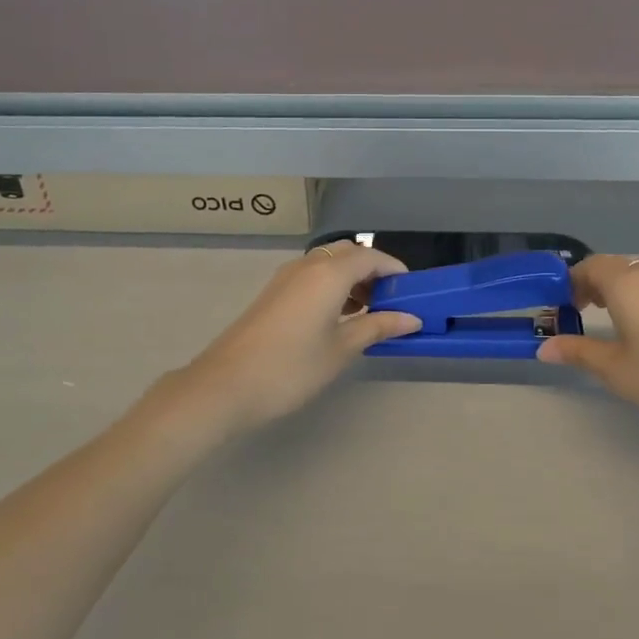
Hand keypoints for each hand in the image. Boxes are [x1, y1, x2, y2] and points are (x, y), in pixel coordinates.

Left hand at [163, 241, 422, 440]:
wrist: (225, 386)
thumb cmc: (291, 367)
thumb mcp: (341, 349)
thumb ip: (377, 327)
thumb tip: (411, 318)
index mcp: (328, 273)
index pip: (371, 257)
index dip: (395, 270)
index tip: (412, 293)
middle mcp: (307, 266)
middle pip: (348, 253)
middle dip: (373, 271)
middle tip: (390, 302)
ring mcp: (286, 278)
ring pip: (328, 264)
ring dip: (352, 279)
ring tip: (368, 313)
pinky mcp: (273, 294)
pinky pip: (312, 277)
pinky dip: (332, 287)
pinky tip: (339, 319)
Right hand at [538, 255, 638, 436]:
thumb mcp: (614, 369)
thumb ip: (578, 352)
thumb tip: (544, 347)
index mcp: (625, 284)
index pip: (591, 266)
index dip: (572, 281)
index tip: (563, 307)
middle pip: (616, 264)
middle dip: (594, 282)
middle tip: (583, 312)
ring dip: (625, 279)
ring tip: (617, 307)